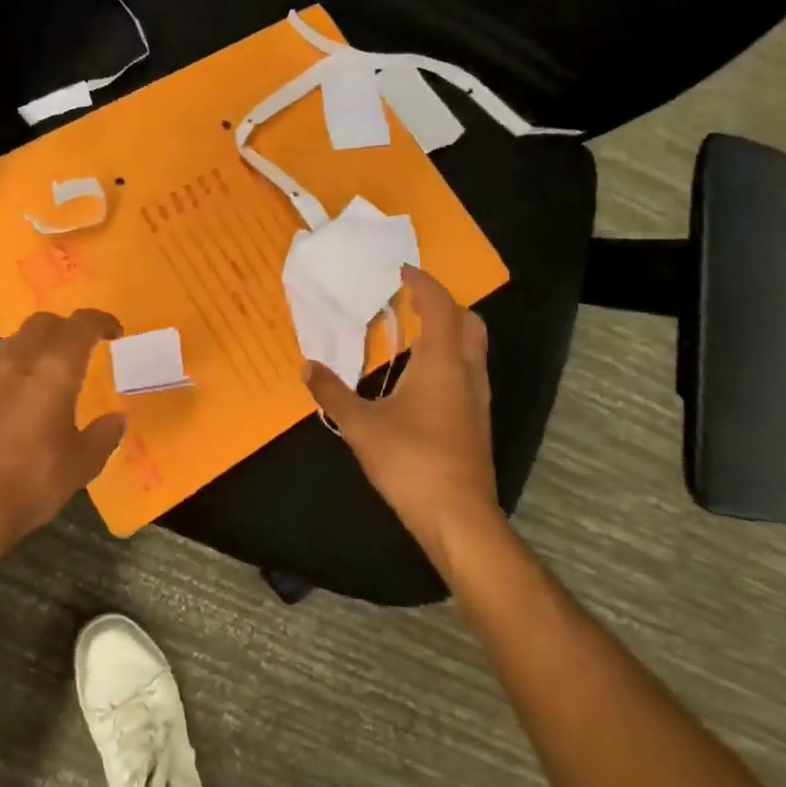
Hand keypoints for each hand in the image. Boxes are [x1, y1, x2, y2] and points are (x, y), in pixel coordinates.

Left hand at [0, 309, 127, 560]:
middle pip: (43, 323)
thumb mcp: (81, 464)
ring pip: (15, 340)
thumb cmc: (31, 481)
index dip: (101, 321)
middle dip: (67, 327)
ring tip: (52, 367)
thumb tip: (117, 419)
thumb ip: (103, 436)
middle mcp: (19, 362)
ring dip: (37, 343)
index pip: (80, 325)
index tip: (115, 332)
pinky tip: (23, 396)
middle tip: (84, 347)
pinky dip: (16, 368)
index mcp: (54, 370)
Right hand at [303, 265, 503, 570]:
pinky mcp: (477, 421)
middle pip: (469, 321)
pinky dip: (450, 358)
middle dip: (444, 304)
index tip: (402, 270)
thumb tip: (308, 367)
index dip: (423, 282)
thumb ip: (332, 393)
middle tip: (411, 300)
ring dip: (449, 331)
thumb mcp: (361, 426)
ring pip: (473, 348)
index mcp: (441, 362)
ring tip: (413, 333)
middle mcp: (467, 372)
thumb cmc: (410, 461)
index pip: (440, 306)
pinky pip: (468, 372)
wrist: (458, 516)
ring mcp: (477, 398)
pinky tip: (421, 379)